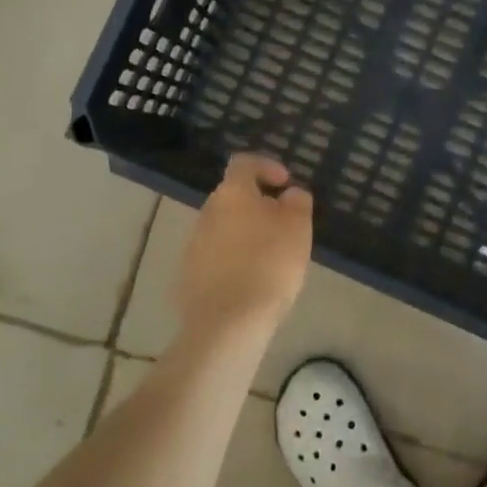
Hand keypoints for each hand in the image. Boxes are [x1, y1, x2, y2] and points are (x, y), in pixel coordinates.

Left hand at [177, 154, 313, 341]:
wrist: (227, 323)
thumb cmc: (269, 265)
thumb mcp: (298, 229)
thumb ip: (297, 203)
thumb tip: (289, 194)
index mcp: (232, 194)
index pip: (244, 163)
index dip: (266, 166)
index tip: (285, 183)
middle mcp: (207, 212)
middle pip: (233, 196)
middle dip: (257, 204)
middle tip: (283, 224)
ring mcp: (193, 244)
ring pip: (224, 227)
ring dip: (245, 233)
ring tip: (270, 257)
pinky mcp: (189, 275)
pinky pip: (215, 256)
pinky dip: (233, 260)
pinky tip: (251, 281)